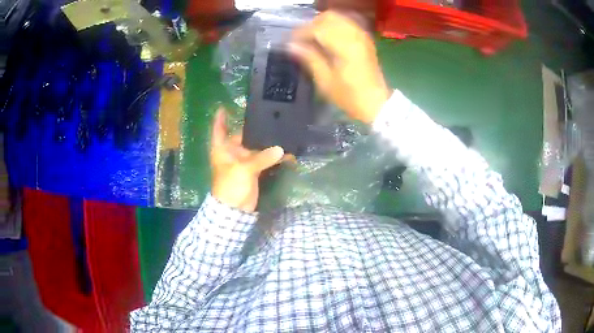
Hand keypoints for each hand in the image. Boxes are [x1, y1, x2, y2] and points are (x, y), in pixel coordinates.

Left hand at [210, 108, 285, 211]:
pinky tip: (287, 154)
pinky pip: (264, 160)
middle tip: (271, 118)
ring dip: (268, 144)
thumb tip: (281, 149)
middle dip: (256, 129)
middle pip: (243, 136)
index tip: (223, 107)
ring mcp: (244, 162)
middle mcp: (232, 153)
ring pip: (256, 148)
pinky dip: (274, 158)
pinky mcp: (253, 171)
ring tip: (283, 134)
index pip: (219, 130)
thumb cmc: (230, 186)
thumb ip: (262, 158)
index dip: (220, 119)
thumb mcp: (243, 169)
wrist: (235, 210)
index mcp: (222, 149)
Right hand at [289, 11, 389, 123]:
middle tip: (302, 40)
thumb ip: (309, 58)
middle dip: (311, 26)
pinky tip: (327, 38)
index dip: (301, 33)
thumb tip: (291, 45)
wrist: (376, 102)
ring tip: (313, 39)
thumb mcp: (325, 81)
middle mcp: (354, 35)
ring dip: (321, 24)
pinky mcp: (365, 38)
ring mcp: (361, 35)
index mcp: (345, 47)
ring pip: (337, 17)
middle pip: (327, 17)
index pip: (317, 28)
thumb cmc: (350, 96)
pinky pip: (346, 22)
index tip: (290, 43)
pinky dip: (333, 26)